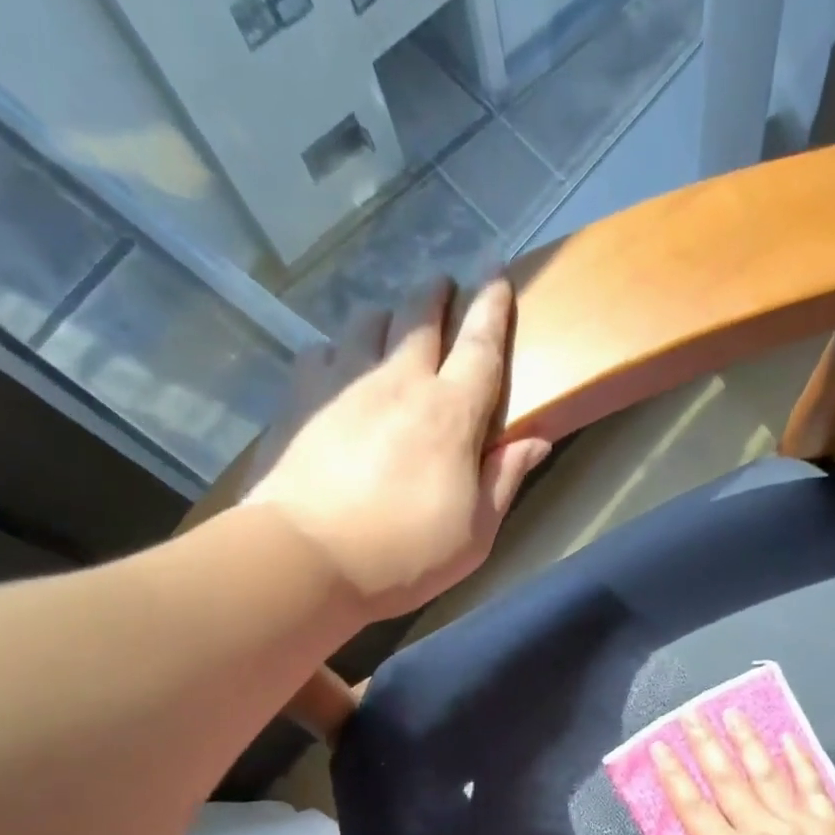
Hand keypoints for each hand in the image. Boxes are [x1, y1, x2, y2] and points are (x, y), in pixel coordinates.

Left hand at [243, 276, 551, 621]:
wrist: (304, 562)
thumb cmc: (402, 557)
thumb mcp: (474, 535)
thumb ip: (505, 481)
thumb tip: (536, 440)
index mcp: (450, 413)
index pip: (480, 344)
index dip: (492, 305)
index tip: (497, 272)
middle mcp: (399, 382)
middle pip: (420, 315)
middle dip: (436, 293)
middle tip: (443, 287)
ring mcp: (343, 384)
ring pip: (366, 322)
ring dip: (386, 317)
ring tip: (390, 330)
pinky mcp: (299, 399)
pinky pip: (320, 352)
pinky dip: (336, 352)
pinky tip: (336, 370)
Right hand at [653, 710, 834, 834]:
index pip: (693, 807)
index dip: (673, 775)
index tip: (658, 746)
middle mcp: (762, 831)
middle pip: (727, 779)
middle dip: (705, 744)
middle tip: (690, 714)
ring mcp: (800, 826)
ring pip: (767, 773)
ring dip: (747, 741)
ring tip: (732, 713)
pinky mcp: (832, 830)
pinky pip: (812, 786)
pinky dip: (800, 761)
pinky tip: (788, 739)